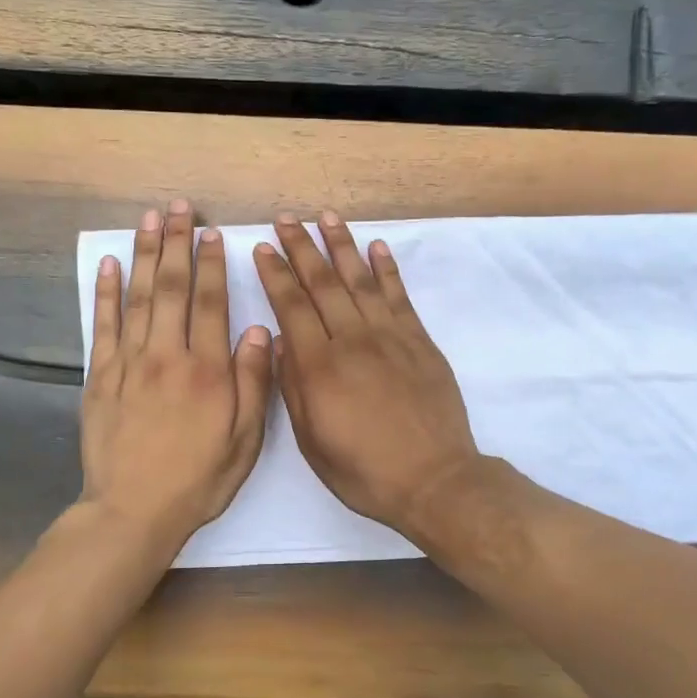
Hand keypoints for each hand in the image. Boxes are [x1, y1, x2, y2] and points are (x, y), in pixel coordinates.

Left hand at [81, 201, 272, 554]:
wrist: (132, 511)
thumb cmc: (197, 480)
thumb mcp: (244, 441)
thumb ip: (253, 384)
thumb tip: (259, 331)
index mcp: (207, 372)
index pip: (210, 303)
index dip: (211, 265)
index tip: (212, 234)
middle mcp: (166, 357)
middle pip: (170, 288)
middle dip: (176, 244)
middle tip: (178, 208)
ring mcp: (128, 364)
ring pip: (137, 298)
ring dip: (143, 255)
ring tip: (148, 220)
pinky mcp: (99, 378)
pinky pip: (102, 326)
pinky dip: (105, 293)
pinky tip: (110, 265)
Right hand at [253, 210, 480, 533]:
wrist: (433, 480)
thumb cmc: (364, 470)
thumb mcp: (312, 441)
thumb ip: (293, 388)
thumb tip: (281, 341)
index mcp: (320, 367)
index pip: (292, 306)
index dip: (276, 274)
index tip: (263, 247)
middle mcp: (352, 341)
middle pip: (323, 284)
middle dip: (302, 248)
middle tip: (287, 219)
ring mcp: (390, 337)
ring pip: (360, 280)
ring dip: (342, 246)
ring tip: (326, 217)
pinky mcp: (419, 341)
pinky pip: (399, 296)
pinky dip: (387, 269)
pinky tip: (377, 248)